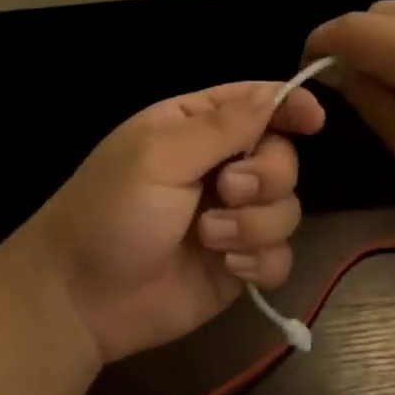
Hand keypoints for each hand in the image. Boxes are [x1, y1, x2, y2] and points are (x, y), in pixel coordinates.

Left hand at [25, 81, 325, 364]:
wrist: (80, 299)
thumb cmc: (109, 212)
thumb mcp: (157, 158)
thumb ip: (219, 128)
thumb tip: (272, 94)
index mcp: (194, 128)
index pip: (255, 103)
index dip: (289, 106)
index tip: (314, 120)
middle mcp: (219, 167)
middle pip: (282, 158)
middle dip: (265, 176)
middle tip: (227, 190)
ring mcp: (232, 218)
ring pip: (287, 208)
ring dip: (254, 224)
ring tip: (208, 239)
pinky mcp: (238, 264)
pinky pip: (281, 256)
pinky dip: (260, 261)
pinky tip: (226, 267)